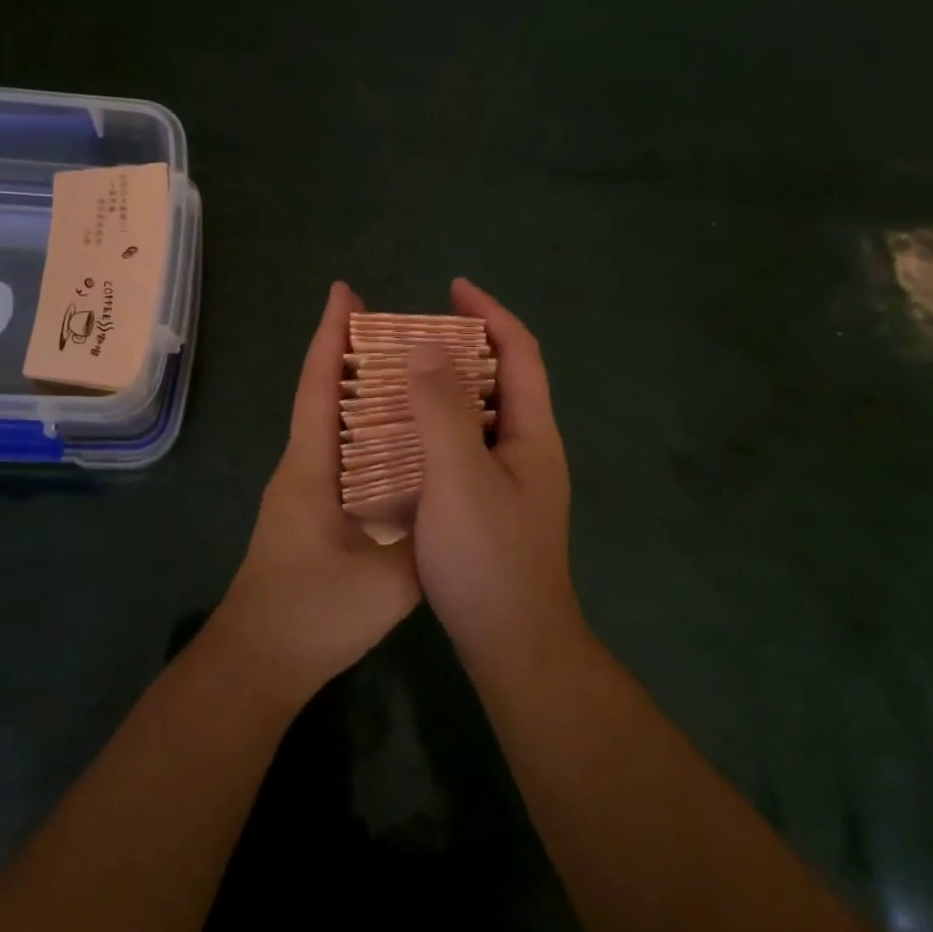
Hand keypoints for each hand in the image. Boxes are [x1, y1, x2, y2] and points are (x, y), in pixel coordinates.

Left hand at [211, 281, 421, 705]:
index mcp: (311, 467)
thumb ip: (423, 532)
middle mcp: (303, 467)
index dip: (329, 336)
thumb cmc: (314, 613)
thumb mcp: (385, 578)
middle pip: (324, 395)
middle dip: (351, 353)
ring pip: (333, 425)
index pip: (318, 386)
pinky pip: (342, 455)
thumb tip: (453, 489)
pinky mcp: (312, 514)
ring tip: (409, 372)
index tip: (343, 291)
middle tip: (400, 326)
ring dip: (361, 392)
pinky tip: (401, 440)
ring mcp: (304, 491)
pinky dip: (367, 432)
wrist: (260, 662)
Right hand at [405, 278, 584, 668]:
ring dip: (447, 388)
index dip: (489, 313)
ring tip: (400, 377)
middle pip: (502, 379)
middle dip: (463, 346)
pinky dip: (438, 427)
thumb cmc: (488, 558)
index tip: (452, 287)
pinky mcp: (492, 506)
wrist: (514, 644)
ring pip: (480, 415)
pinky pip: (466, 447)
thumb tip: (424, 348)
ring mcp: (512, 480)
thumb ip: (441, 410)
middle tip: (413, 335)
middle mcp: (529, 449)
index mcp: (532, 433)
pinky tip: (403, 438)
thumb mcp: (460, 477)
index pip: (519, 353)